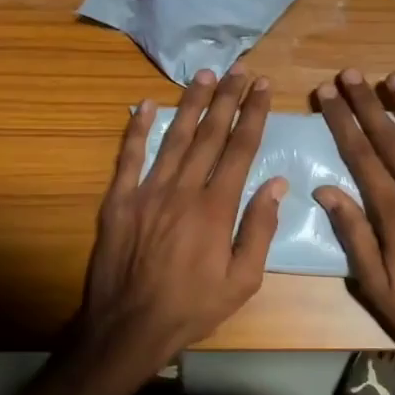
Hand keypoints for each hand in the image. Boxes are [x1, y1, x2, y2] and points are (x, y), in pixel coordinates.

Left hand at [74, 68, 285, 379]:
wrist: (128, 326)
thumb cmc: (192, 308)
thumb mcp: (242, 281)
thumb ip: (259, 229)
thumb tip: (277, 184)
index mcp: (216, 208)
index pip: (240, 149)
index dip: (252, 115)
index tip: (261, 87)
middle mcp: (183, 189)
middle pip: (209, 134)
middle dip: (226, 98)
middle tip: (238, 68)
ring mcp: (147, 191)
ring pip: (174, 137)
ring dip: (190, 103)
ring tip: (204, 75)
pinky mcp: (118, 200)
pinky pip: (129, 156)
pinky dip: (136, 128)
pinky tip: (144, 104)